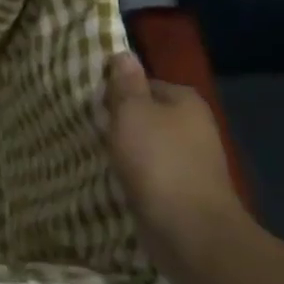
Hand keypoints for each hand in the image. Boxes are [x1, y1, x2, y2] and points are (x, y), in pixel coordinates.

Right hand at [106, 52, 245, 264]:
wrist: (189, 230)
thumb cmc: (158, 161)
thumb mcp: (132, 112)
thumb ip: (125, 83)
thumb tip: (123, 54)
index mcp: (186, 101)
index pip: (144, 83)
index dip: (117, 91)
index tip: (92, 103)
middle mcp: (194, 126)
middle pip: (147, 113)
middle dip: (120, 121)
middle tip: (89, 127)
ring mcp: (192, 160)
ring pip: (148, 144)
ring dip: (126, 149)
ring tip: (96, 152)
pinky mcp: (184, 190)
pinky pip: (151, 171)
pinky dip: (135, 173)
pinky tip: (115, 178)